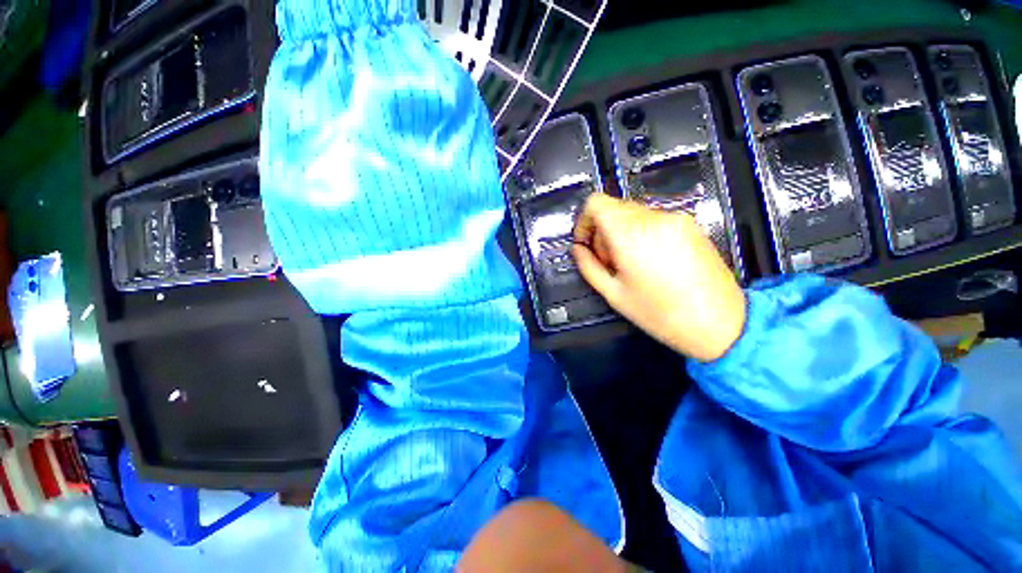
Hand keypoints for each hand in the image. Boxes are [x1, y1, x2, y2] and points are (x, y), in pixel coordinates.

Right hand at [572, 194, 745, 361]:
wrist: (721, 323)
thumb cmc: (660, 314)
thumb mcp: (613, 294)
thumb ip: (588, 266)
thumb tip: (577, 249)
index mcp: (631, 234)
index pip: (596, 203)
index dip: (584, 220)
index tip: (586, 244)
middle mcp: (653, 217)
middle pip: (613, 208)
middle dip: (602, 231)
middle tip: (608, 261)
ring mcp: (675, 218)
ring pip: (632, 213)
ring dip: (621, 232)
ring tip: (630, 263)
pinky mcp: (690, 224)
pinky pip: (653, 219)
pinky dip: (641, 232)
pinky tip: (650, 260)